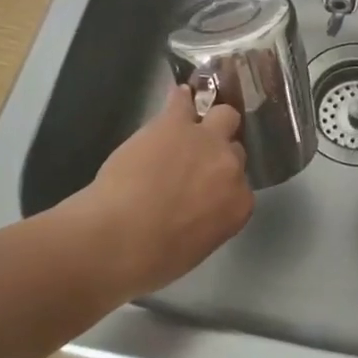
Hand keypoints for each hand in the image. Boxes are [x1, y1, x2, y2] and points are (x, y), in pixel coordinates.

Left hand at [68, 86, 252, 298]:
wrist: (116, 238)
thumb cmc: (152, 259)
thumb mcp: (195, 247)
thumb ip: (210, 220)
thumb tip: (199, 208)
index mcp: (238, 205)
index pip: (241, 185)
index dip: (223, 184)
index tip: (207, 189)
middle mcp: (231, 168)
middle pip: (235, 149)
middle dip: (219, 153)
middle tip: (196, 161)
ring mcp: (206, 140)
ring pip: (224, 115)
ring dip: (211, 120)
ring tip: (191, 126)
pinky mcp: (176, 122)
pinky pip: (184, 100)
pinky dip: (180, 99)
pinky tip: (177, 98)